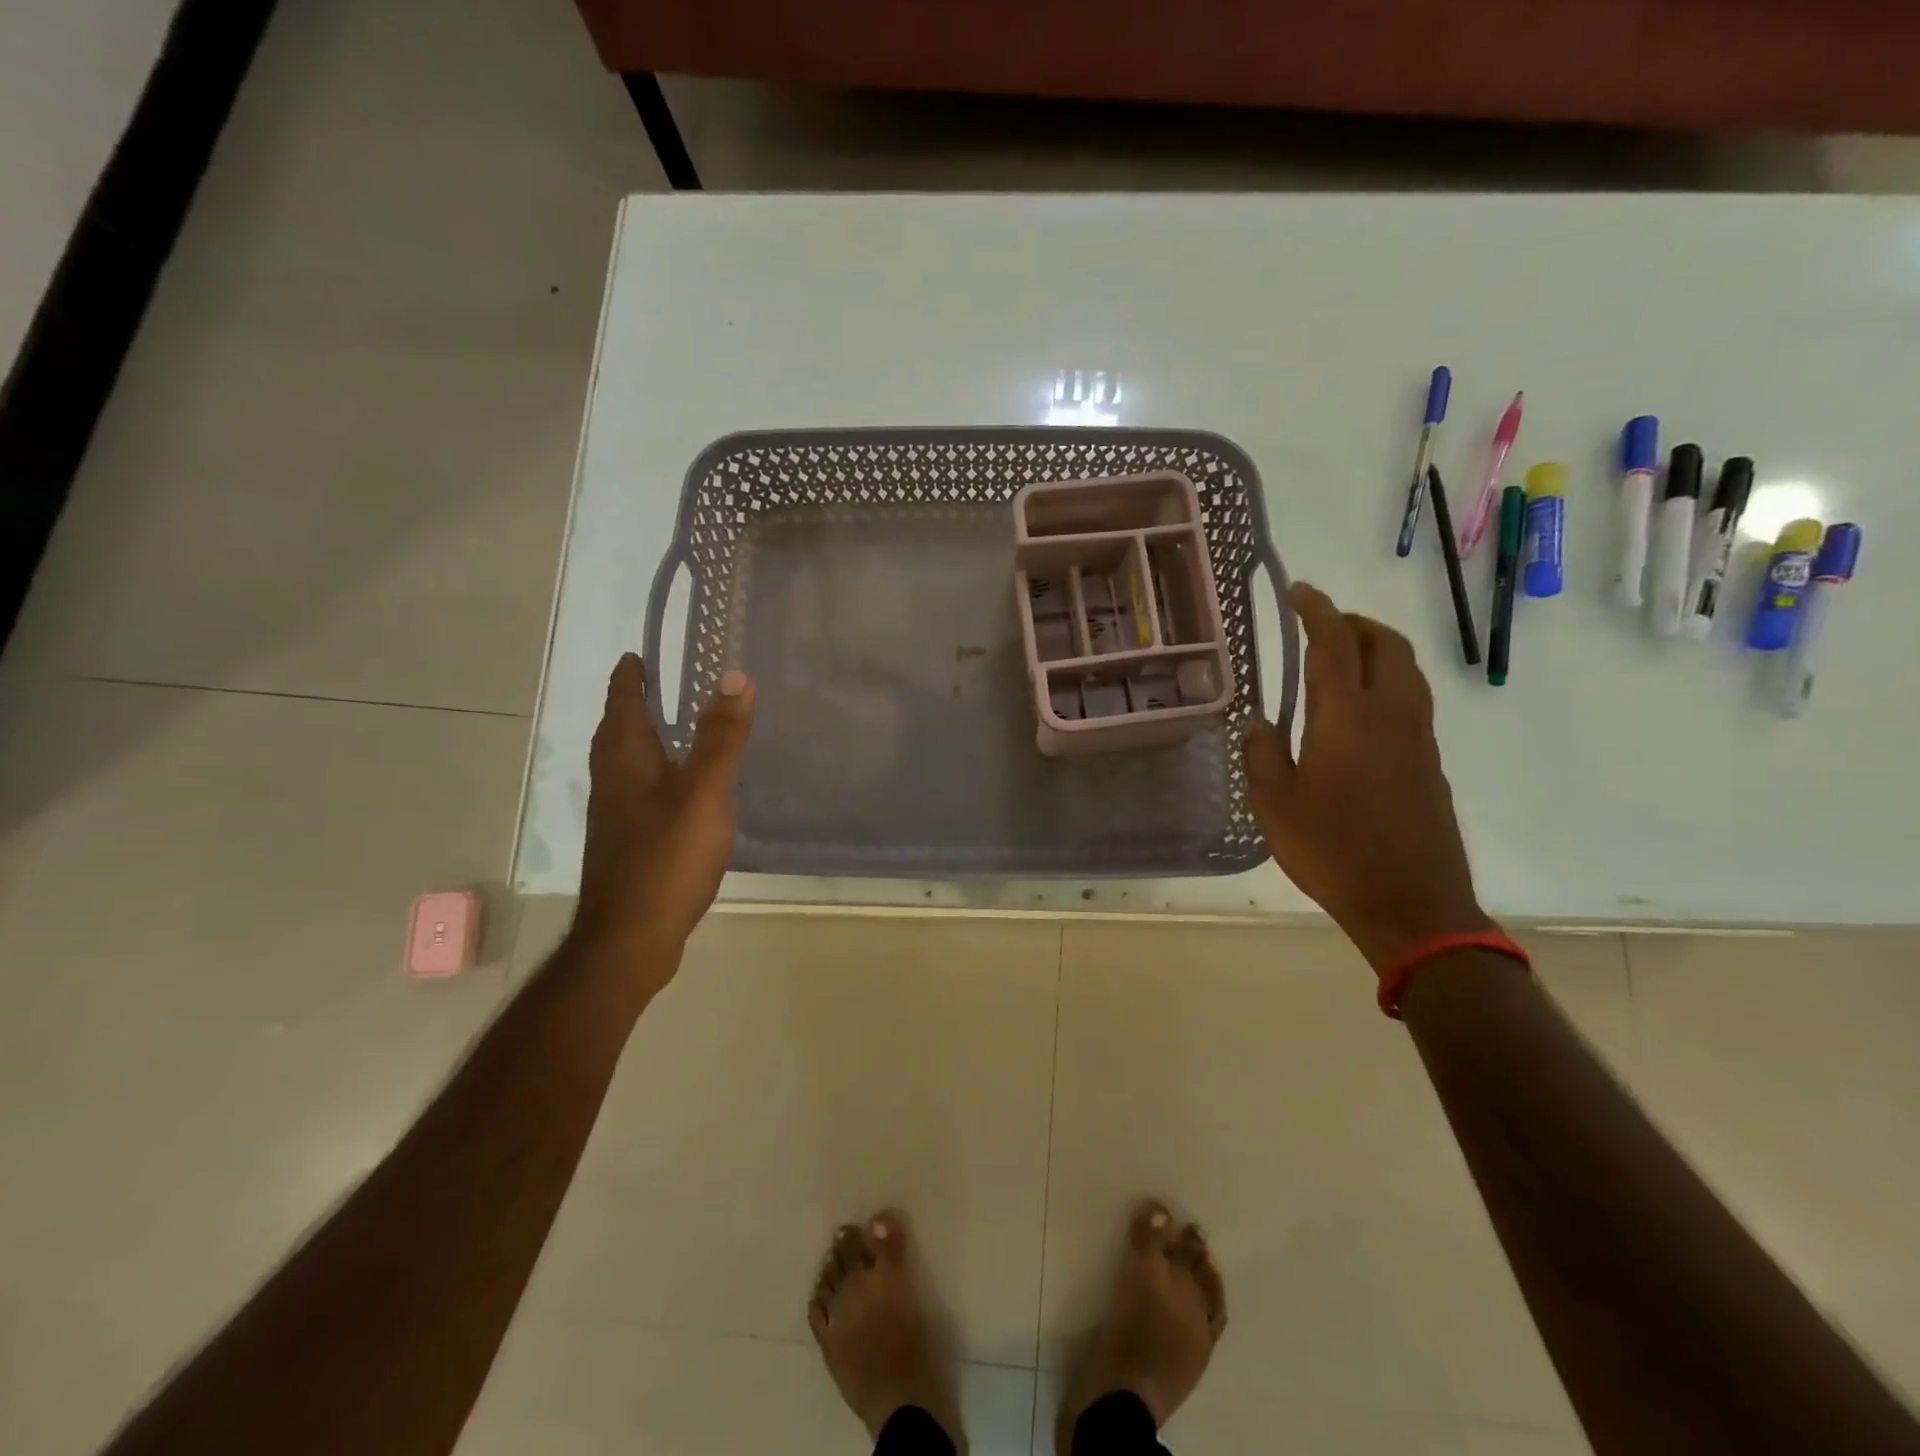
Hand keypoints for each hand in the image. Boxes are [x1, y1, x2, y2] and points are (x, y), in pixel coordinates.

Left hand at [572, 654, 756, 974]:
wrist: (630, 937)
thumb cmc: (666, 858)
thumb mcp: (704, 793)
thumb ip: (721, 738)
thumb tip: (735, 677)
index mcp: (626, 762)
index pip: (623, 705)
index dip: (629, 678)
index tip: (636, 655)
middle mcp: (613, 783)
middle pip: (616, 734)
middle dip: (630, 707)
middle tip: (654, 686)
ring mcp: (616, 817)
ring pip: (625, 765)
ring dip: (640, 741)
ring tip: (668, 731)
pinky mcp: (627, 845)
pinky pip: (637, 793)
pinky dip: (653, 775)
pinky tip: (678, 792)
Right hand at [1244, 583, 1491, 974]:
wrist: (1411, 902)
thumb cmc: (1332, 851)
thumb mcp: (1274, 806)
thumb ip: (1262, 755)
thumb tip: (1260, 724)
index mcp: (1345, 716)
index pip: (1334, 642)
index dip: (1317, 609)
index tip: (1299, 592)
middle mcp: (1390, 713)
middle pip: (1384, 643)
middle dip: (1353, 622)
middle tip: (1320, 625)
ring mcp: (1418, 736)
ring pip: (1405, 669)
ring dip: (1376, 649)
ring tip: (1341, 660)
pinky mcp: (1431, 760)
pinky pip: (1411, 699)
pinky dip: (1387, 682)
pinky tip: (1358, 713)